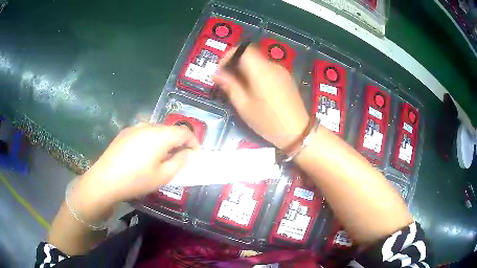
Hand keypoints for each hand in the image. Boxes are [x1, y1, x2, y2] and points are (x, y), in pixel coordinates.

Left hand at [70, 123, 199, 221]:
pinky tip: (144, 155)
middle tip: (180, 158)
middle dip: (179, 142)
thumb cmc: (136, 180)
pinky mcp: (125, 132)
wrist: (105, 179)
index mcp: (160, 135)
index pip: (184, 131)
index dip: (194, 141)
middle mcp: (148, 125)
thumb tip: (188, 153)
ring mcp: (134, 127)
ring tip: (162, 157)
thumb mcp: (163, 176)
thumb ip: (180, 162)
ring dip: (164, 141)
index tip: (196, 153)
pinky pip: (144, 132)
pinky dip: (151, 140)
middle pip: (170, 129)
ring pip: (157, 130)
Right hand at [213, 45, 308, 149]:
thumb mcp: (244, 106)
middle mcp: (272, 66)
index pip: (243, 49)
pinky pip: (268, 69)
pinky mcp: (287, 78)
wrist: (298, 132)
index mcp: (261, 70)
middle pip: (250, 55)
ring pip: (259, 62)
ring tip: (240, 88)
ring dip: (246, 70)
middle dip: (235, 64)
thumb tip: (216, 73)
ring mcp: (282, 71)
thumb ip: (230, 86)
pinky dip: (257, 74)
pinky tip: (255, 90)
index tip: (221, 70)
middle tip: (227, 81)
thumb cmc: (269, 121)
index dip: (229, 55)